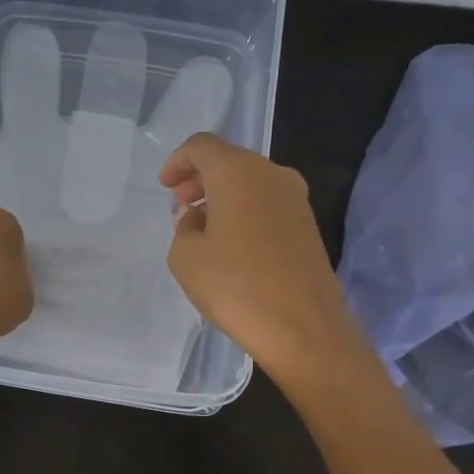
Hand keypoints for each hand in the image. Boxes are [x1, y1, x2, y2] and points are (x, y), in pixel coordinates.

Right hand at [160, 134, 366, 385]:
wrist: (303, 328)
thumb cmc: (236, 286)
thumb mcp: (186, 256)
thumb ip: (184, 227)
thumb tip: (202, 218)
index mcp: (238, 172)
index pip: (201, 146)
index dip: (178, 161)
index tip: (165, 187)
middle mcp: (271, 174)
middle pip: (229, 160)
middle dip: (200, 178)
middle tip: (180, 205)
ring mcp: (296, 198)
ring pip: (250, 181)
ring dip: (222, 196)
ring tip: (202, 227)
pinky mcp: (308, 224)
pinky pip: (267, 203)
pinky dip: (244, 210)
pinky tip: (231, 243)